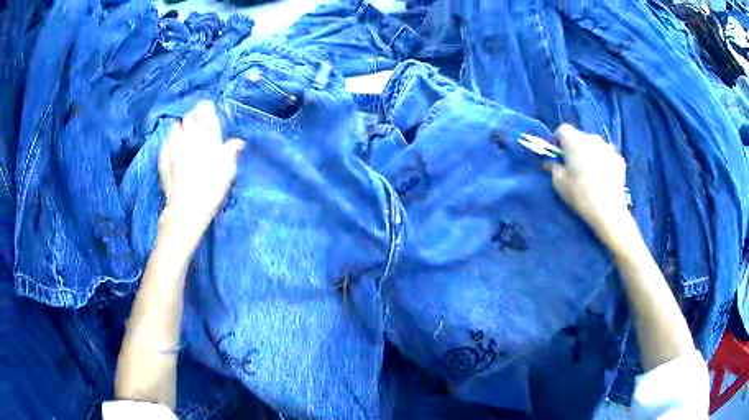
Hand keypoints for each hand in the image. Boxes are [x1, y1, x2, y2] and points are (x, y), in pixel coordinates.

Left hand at [158, 101, 244, 234]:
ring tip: (182, 128)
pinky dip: (170, 140)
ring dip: (181, 126)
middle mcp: (189, 138)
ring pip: (176, 127)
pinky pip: (165, 142)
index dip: (207, 108)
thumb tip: (237, 141)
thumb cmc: (211, 189)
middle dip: (194, 115)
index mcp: (207, 138)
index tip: (206, 105)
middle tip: (196, 116)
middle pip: (191, 118)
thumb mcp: (228, 171)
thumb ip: (231, 152)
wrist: (186, 208)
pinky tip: (172, 143)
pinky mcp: (163, 159)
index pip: (207, 116)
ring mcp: (174, 147)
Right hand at [546, 125, 628, 239]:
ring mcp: (608, 147)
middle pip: (580, 137)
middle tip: (572, 164)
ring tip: (589, 170)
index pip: (562, 129)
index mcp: (575, 140)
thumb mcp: (559, 183)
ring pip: (594, 145)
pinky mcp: (619, 159)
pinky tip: (603, 176)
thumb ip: (552, 167)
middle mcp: (592, 138)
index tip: (556, 154)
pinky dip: (603, 161)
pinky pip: (607, 155)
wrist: (608, 211)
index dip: (557, 139)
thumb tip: (549, 162)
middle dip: (574, 147)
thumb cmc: (580, 194)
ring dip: (590, 153)